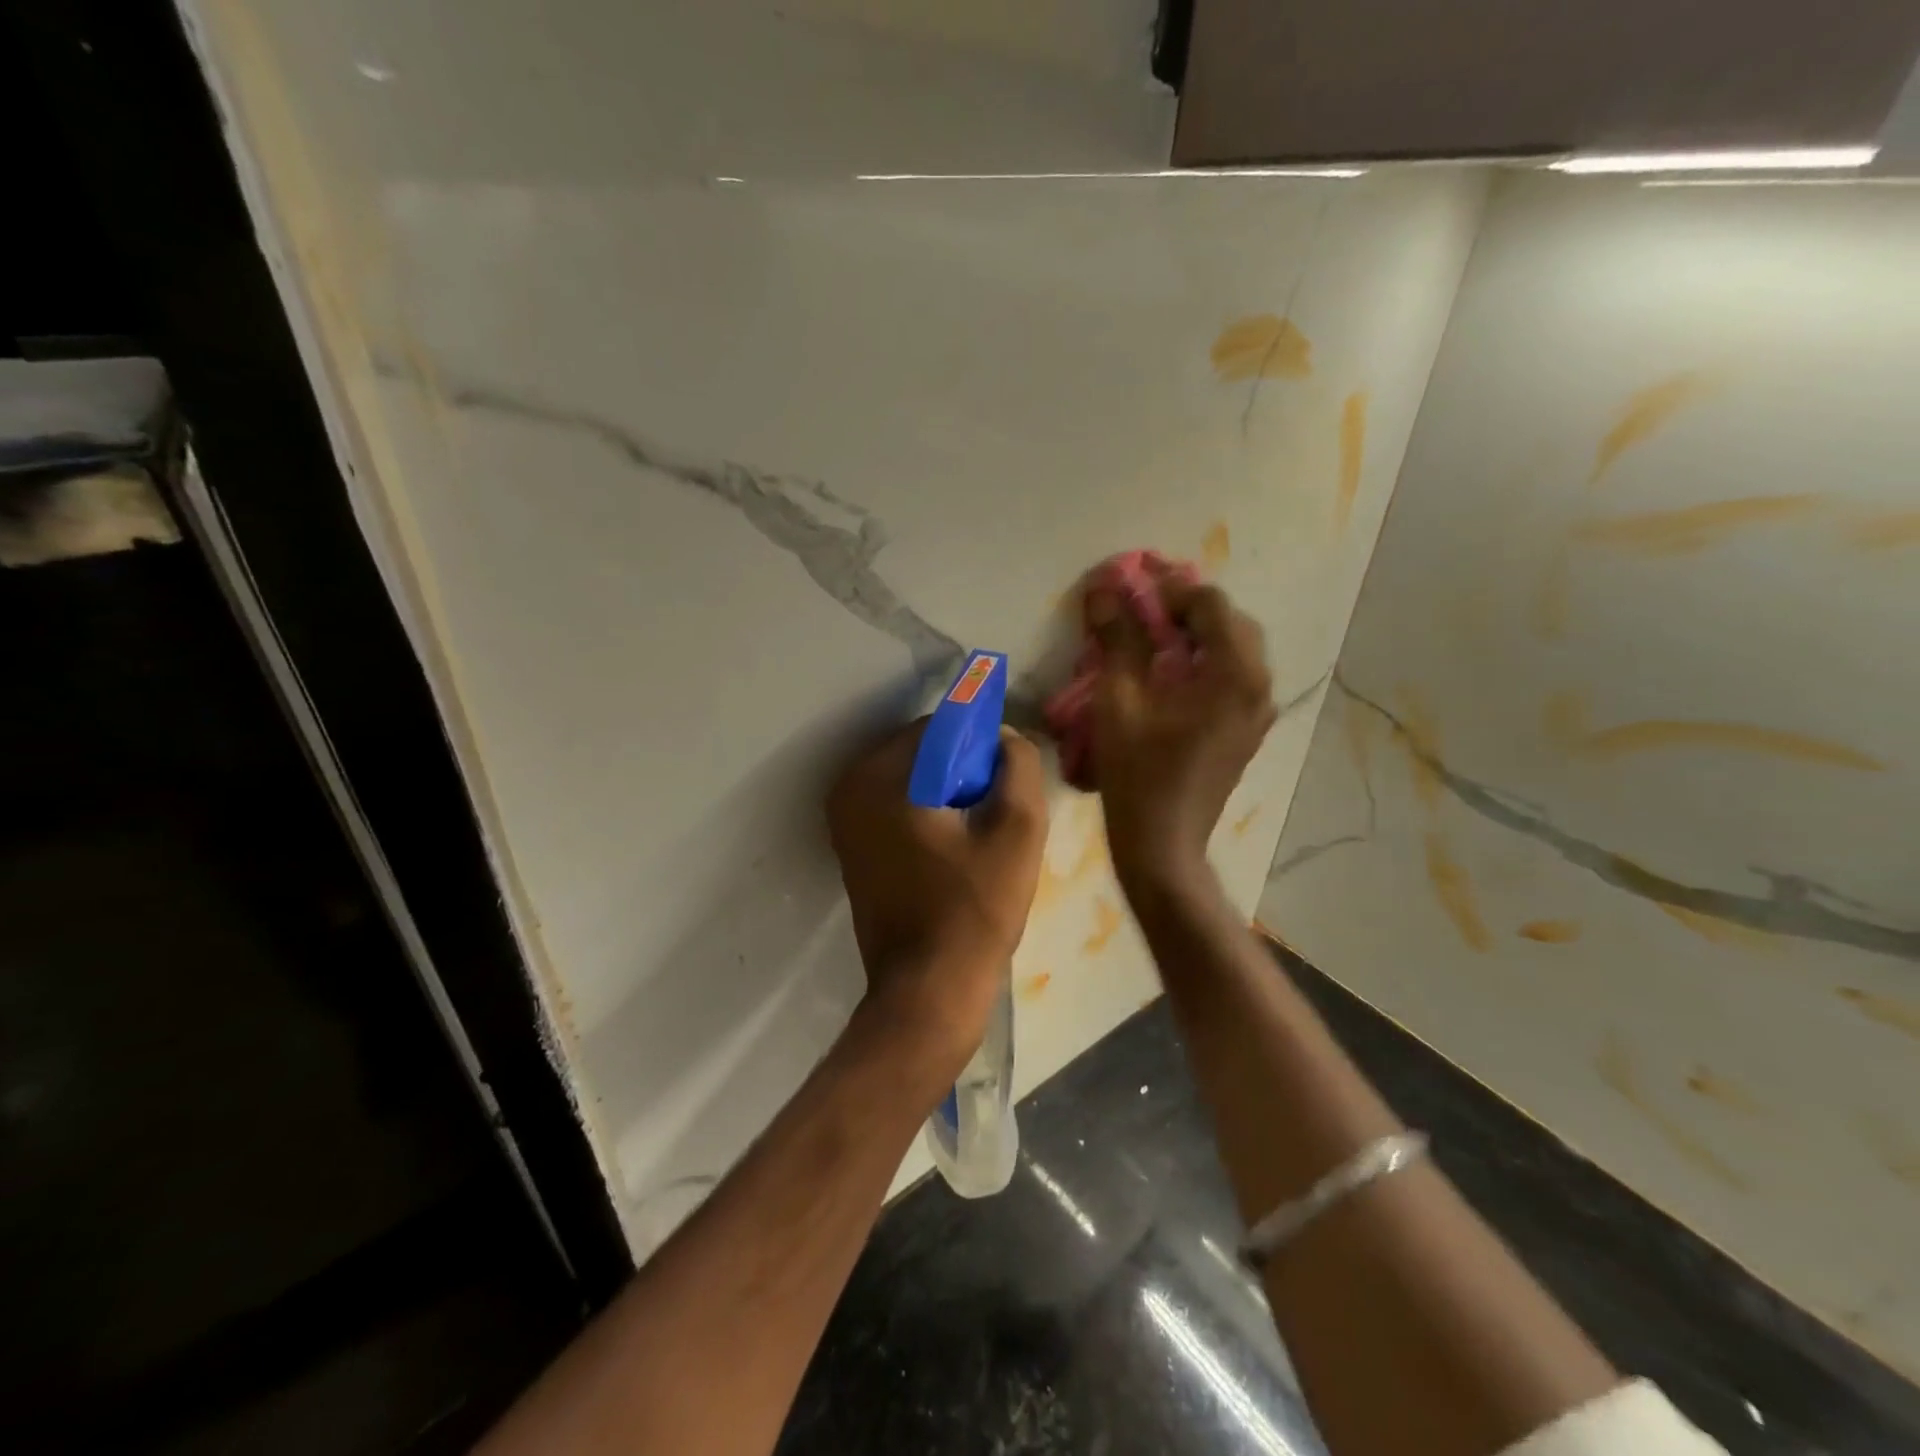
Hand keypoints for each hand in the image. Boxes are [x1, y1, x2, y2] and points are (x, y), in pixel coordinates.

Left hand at [827, 720, 1047, 1069]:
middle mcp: (849, 790)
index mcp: (877, 777)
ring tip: (979, 837)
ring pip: (912, 780)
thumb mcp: (1017, 831)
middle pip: (922, 752)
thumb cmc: (973, 911)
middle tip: (996, 813)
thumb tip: (1003, 737)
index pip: (939, 727)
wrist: (928, 992)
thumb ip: (1017, 766)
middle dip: (963, 770)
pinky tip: (956, 852)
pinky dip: (928, 814)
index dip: (981, 745)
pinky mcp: (852, 849)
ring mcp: (844, 822)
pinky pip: (898, 808)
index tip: (1006, 782)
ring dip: (949, 794)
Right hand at [1087, 573, 1275, 893]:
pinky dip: (1202, 661)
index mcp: (1233, 674)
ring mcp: (1257, 711)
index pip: (1209, 604)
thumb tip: (1105, 589)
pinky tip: (1167, 673)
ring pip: (1233, 649)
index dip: (1169, 589)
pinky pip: (1231, 677)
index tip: (1131, 587)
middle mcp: (1258, 685)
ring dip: (1195, 634)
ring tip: (1151, 636)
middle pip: (1228, 622)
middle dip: (1185, 608)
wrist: (1163, 843)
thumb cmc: (1137, 774)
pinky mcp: (1246, 729)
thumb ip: (1117, 640)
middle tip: (1141, 609)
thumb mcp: (1119, 702)